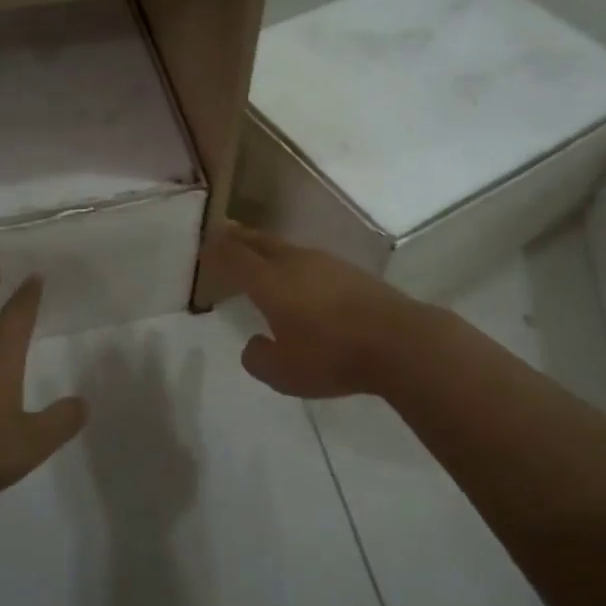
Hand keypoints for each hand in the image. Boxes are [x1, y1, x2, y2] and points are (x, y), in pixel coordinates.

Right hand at [209, 222, 423, 398]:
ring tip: (259, 254)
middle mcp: (295, 263)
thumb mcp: (283, 373)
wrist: (400, 342)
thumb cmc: (332, 356)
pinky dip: (294, 262)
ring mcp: (327, 263)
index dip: (218, 251)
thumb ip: (259, 358)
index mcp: (270, 282)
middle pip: (260, 242)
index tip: (205, 248)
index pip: (235, 257)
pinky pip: (310, 260)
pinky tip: (300, 277)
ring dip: (268, 248)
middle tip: (225, 233)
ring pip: (287, 248)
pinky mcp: (352, 273)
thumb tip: (255, 343)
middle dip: (240, 237)